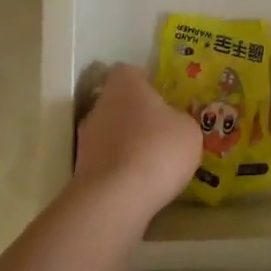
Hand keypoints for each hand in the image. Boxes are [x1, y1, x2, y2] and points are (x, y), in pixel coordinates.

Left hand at [71, 63, 201, 221]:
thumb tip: (172, 123)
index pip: (131, 72)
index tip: (165, 97)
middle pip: (120, 102)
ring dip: (129, 143)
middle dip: (139, 115)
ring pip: (112, 132)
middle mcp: (100, 104)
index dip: (148, 82)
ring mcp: (86, 138)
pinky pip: (108, 160)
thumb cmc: (158, 150)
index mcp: (125, 85)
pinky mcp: (82, 169)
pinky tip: (141, 182)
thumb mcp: (189, 130)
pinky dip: (122, 168)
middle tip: (163, 131)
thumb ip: (180, 120)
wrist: (116, 199)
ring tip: (154, 162)